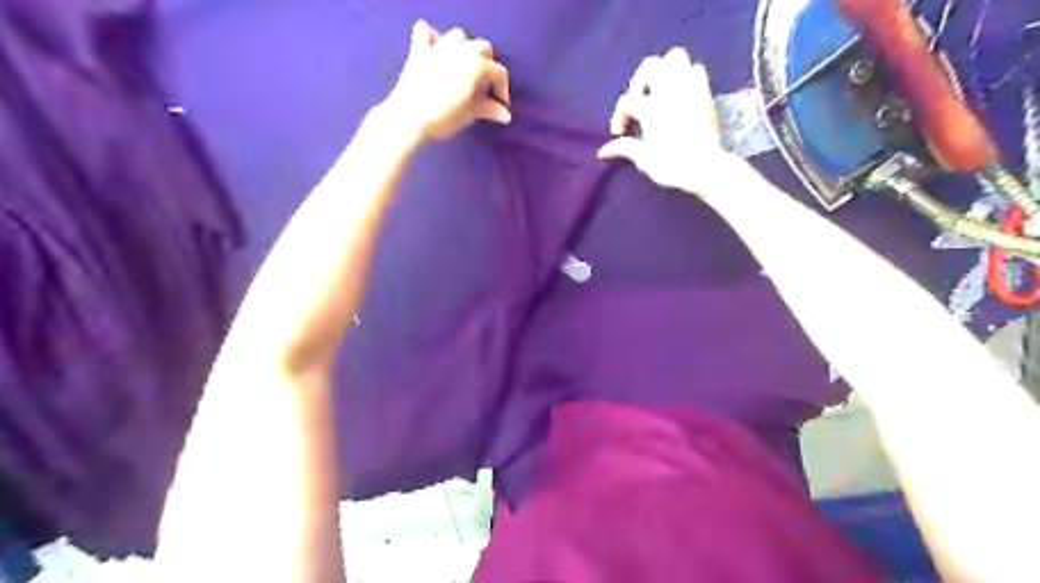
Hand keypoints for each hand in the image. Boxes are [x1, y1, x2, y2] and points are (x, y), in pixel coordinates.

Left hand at [381, 21, 510, 140]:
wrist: (409, 117)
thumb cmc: (444, 116)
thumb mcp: (469, 114)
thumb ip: (489, 109)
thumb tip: (506, 115)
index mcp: (477, 64)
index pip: (498, 72)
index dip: (503, 89)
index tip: (500, 105)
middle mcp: (460, 49)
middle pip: (482, 48)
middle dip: (487, 65)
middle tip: (483, 87)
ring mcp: (438, 47)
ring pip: (458, 36)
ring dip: (464, 48)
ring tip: (463, 66)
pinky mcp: (419, 51)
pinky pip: (424, 32)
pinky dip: (431, 37)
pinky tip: (434, 48)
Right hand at [594, 48, 748, 197]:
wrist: (706, 167)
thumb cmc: (672, 166)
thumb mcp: (644, 159)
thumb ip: (624, 149)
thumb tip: (602, 152)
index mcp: (651, 108)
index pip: (627, 102)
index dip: (619, 116)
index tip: (619, 134)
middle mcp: (669, 91)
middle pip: (650, 66)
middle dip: (639, 81)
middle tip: (638, 101)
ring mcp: (689, 88)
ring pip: (675, 58)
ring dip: (664, 70)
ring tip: (659, 89)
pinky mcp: (705, 93)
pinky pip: (696, 70)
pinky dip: (686, 76)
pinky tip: (681, 93)